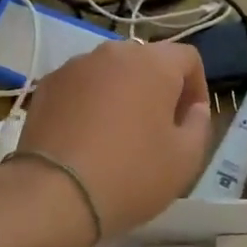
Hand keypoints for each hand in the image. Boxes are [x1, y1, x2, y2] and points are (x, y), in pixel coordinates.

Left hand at [13, 38, 211, 240]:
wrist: (54, 194)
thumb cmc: (131, 174)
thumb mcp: (186, 159)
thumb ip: (199, 124)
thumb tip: (193, 108)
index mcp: (154, 63)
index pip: (188, 58)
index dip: (196, 87)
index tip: (189, 120)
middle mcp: (114, 52)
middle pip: (147, 61)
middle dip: (157, 88)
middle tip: (157, 128)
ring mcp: (76, 65)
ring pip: (111, 72)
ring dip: (122, 93)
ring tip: (118, 133)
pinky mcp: (47, 84)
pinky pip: (81, 85)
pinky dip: (90, 102)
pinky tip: (85, 137)